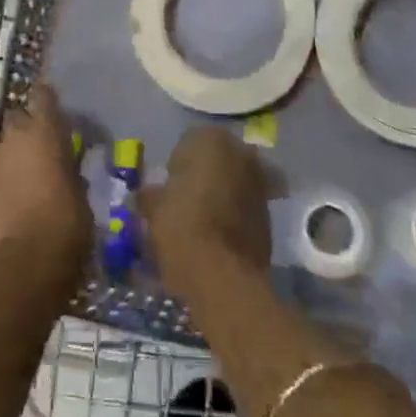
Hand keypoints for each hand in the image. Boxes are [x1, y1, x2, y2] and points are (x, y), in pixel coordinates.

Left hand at [0, 82, 91, 278]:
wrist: (25, 265)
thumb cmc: (66, 224)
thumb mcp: (81, 192)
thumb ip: (71, 168)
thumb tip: (70, 161)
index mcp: (44, 132)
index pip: (42, 94)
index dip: (47, 98)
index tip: (55, 105)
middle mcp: (14, 139)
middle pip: (17, 119)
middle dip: (27, 129)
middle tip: (44, 148)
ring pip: (3, 150)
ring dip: (14, 158)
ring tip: (29, 180)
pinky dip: (2, 184)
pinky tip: (14, 204)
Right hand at [138, 127, 272, 298]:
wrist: (222, 276)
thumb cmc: (182, 228)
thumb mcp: (154, 209)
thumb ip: (150, 196)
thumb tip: (145, 195)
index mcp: (212, 140)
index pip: (188, 143)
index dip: (176, 166)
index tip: (168, 187)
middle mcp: (241, 153)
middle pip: (217, 160)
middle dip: (204, 176)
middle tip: (186, 201)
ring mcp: (260, 183)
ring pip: (234, 181)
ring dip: (222, 194)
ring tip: (203, 221)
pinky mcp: (270, 213)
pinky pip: (246, 206)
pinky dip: (235, 214)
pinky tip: (219, 236)